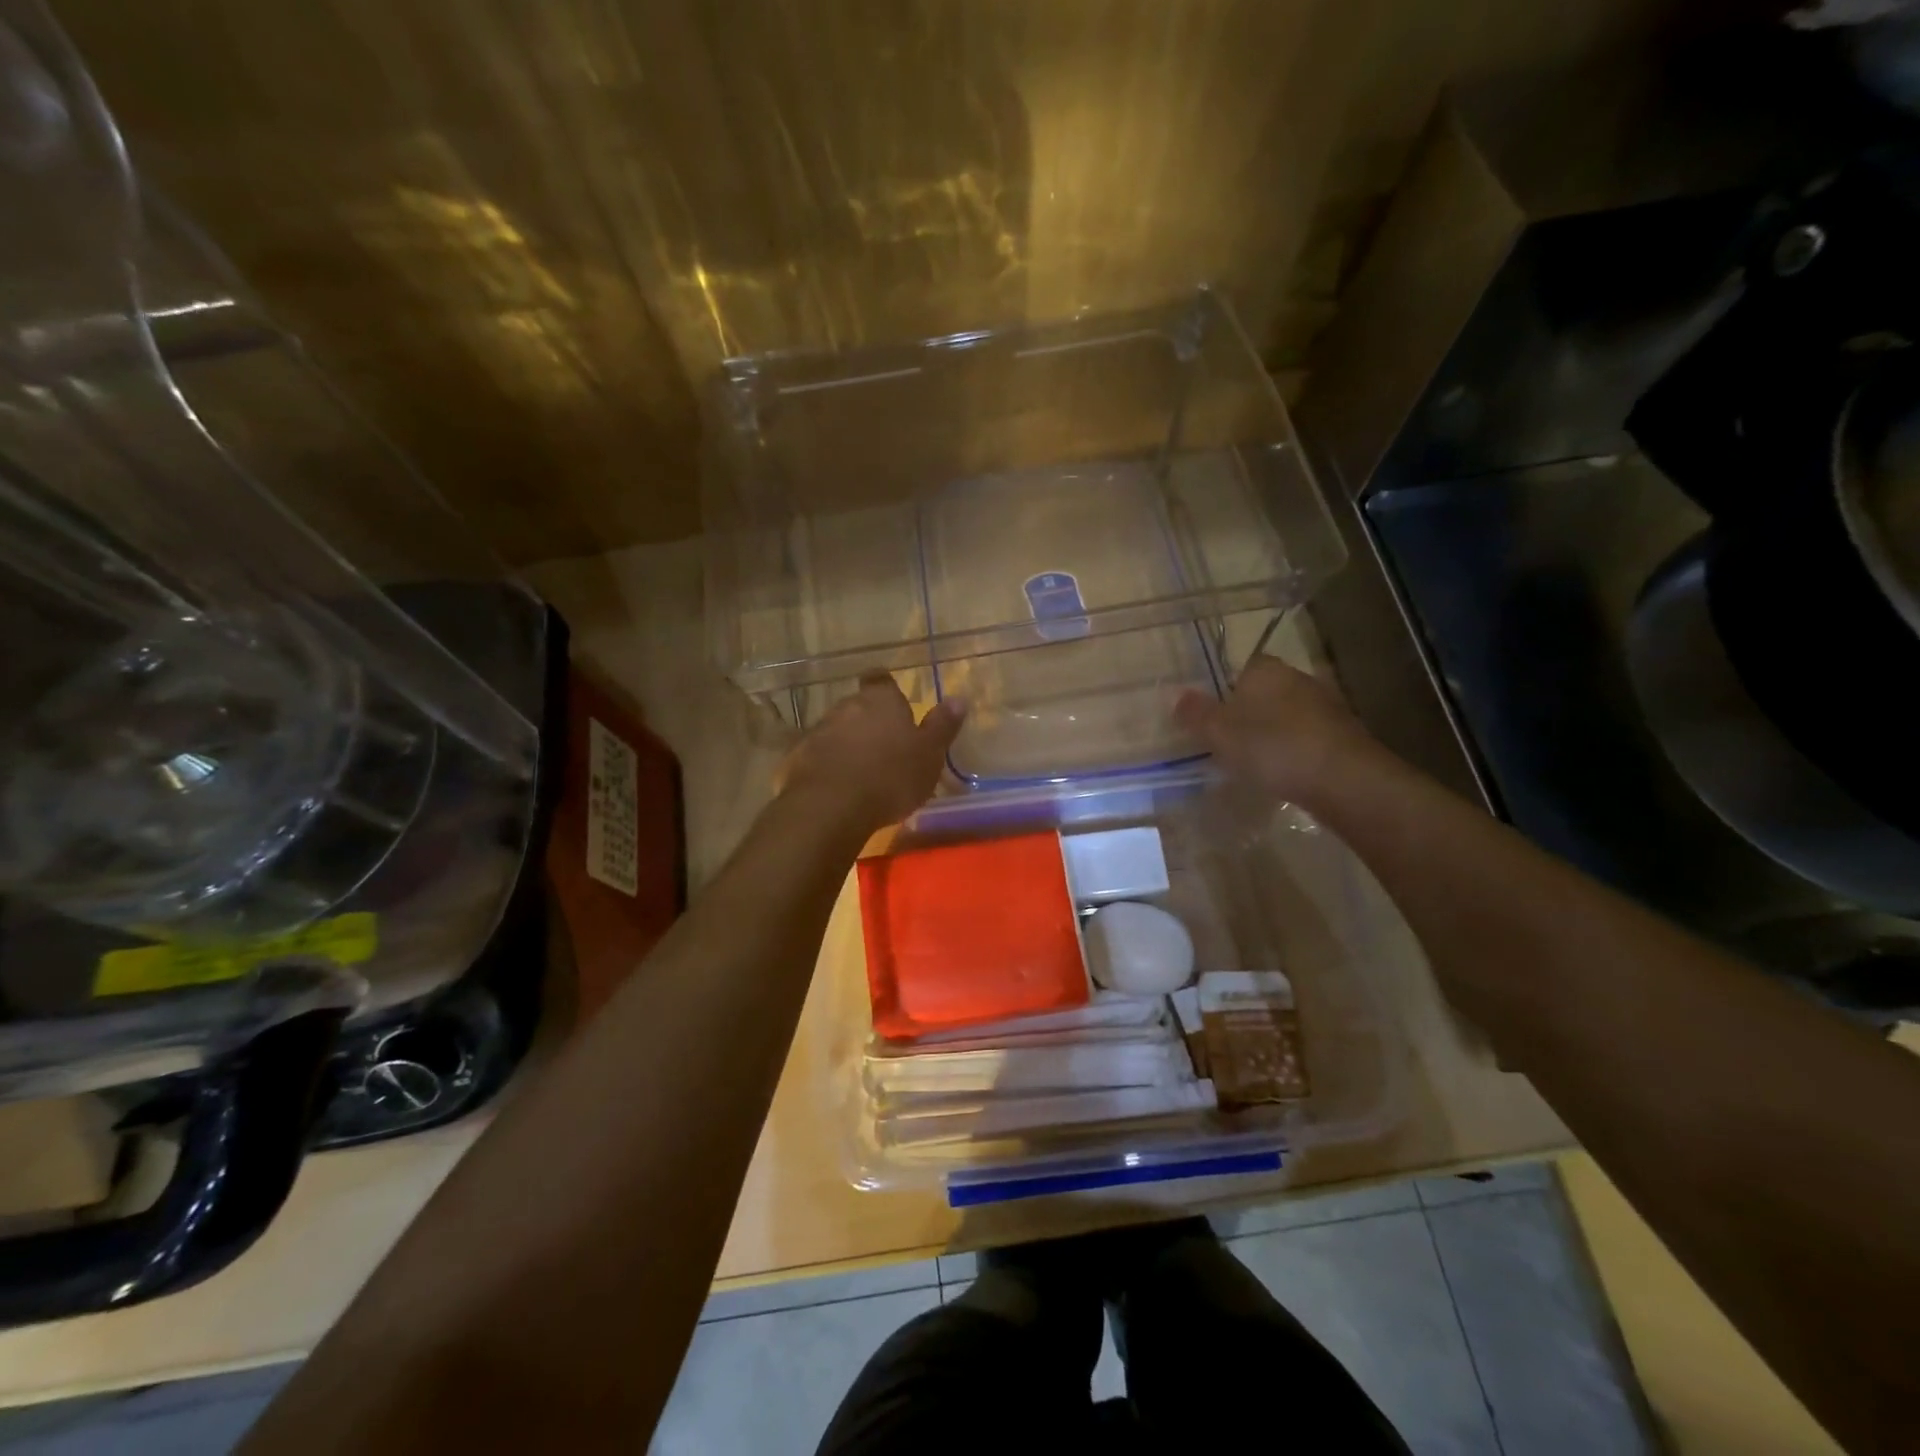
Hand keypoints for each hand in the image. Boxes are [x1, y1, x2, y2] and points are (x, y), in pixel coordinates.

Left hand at [779, 674, 966, 832]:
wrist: (830, 807)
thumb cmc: (890, 777)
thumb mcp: (929, 755)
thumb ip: (942, 726)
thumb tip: (958, 699)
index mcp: (880, 701)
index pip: (881, 679)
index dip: (887, 689)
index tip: (895, 705)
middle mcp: (846, 707)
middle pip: (858, 706)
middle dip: (869, 722)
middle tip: (885, 748)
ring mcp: (817, 731)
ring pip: (836, 731)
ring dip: (847, 744)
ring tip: (862, 772)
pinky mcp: (796, 759)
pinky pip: (816, 757)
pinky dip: (826, 767)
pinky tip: (836, 788)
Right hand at [1175, 653, 1382, 806]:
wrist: (1343, 779)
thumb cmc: (1272, 747)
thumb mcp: (1219, 733)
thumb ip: (1195, 713)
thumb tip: (1174, 694)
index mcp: (1266, 670)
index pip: (1244, 667)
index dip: (1227, 688)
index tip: (1216, 716)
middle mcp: (1298, 678)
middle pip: (1267, 690)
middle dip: (1250, 711)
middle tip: (1230, 740)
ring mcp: (1326, 706)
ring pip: (1289, 713)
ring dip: (1275, 731)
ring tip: (1256, 761)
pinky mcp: (1344, 734)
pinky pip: (1309, 736)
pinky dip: (1296, 749)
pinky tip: (1286, 772)